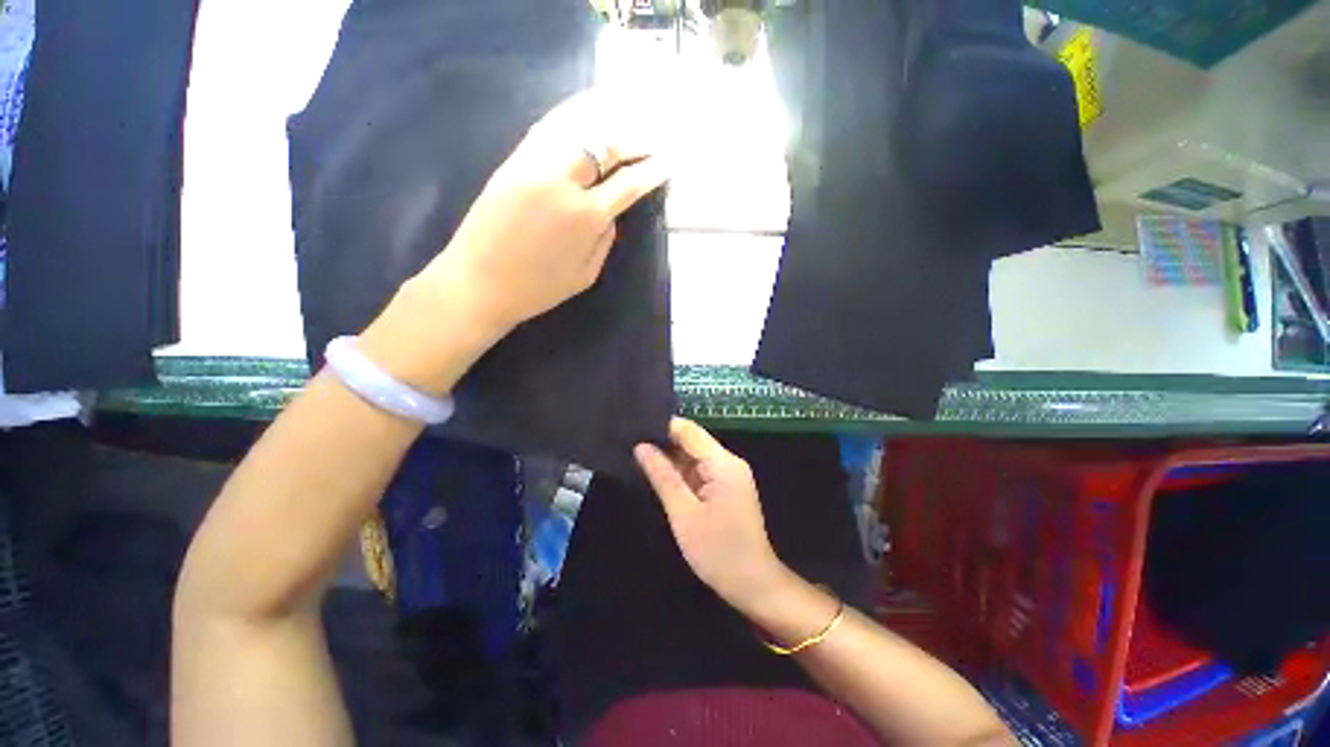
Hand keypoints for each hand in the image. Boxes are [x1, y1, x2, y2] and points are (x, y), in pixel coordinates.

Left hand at [413, 92, 671, 336]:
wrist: (478, 283)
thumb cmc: (538, 289)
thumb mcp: (585, 275)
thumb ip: (605, 241)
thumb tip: (613, 213)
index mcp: (586, 217)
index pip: (628, 184)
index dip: (651, 171)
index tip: (666, 163)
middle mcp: (563, 182)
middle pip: (605, 146)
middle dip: (632, 141)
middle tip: (648, 142)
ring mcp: (534, 166)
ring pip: (576, 129)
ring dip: (605, 123)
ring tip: (622, 121)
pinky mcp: (512, 162)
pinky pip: (547, 130)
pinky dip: (570, 119)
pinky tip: (583, 116)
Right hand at [635, 419, 784, 610]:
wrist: (753, 585)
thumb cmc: (718, 552)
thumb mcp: (684, 514)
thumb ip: (663, 476)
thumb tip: (641, 446)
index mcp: (723, 463)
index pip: (689, 431)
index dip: (662, 427)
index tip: (634, 429)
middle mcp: (728, 462)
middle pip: (692, 442)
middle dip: (663, 443)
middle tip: (630, 445)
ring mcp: (729, 475)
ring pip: (694, 457)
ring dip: (670, 459)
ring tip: (637, 457)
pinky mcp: (726, 488)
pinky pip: (699, 472)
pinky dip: (681, 474)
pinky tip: (659, 475)